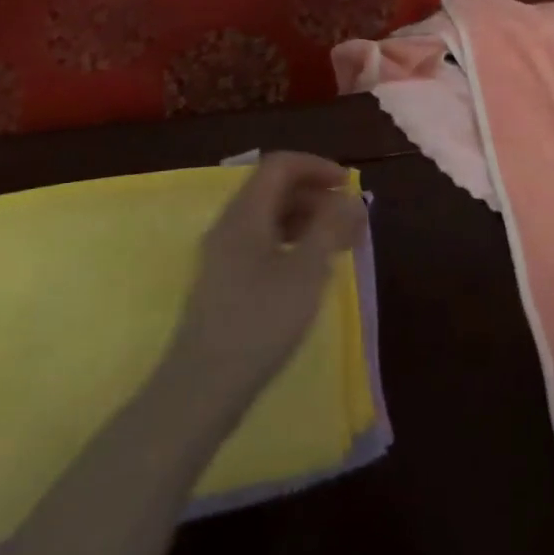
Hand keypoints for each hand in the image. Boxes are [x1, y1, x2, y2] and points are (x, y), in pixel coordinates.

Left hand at [165, 153, 367, 416]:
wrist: (202, 389)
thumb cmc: (260, 322)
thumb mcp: (307, 271)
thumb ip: (332, 227)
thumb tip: (351, 199)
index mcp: (245, 213)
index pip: (281, 165)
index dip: (318, 166)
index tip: (350, 187)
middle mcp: (230, 225)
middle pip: (275, 188)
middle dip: (317, 194)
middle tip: (351, 219)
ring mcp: (222, 255)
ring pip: (269, 217)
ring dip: (307, 219)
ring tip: (339, 244)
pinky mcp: (224, 282)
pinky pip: (262, 242)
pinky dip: (292, 242)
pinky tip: (310, 269)